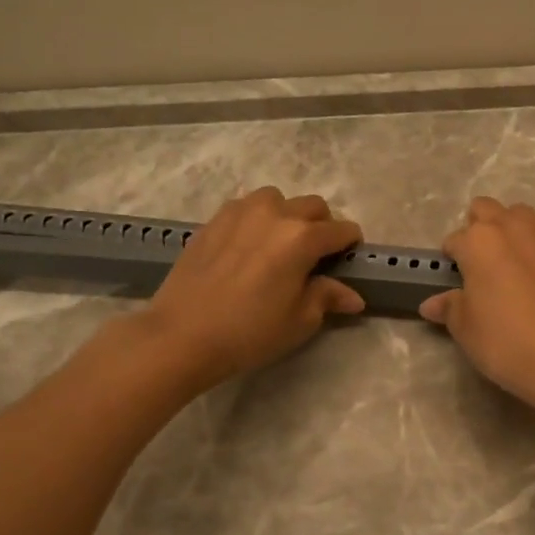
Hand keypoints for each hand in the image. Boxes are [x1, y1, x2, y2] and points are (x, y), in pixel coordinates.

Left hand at [127, 187, 364, 390]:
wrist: (181, 335)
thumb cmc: (249, 331)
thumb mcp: (299, 321)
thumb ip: (327, 298)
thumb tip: (353, 296)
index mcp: (302, 237)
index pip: (341, 230)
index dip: (351, 244)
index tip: (348, 259)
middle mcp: (274, 214)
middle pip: (313, 206)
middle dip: (322, 225)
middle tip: (316, 255)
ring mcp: (240, 212)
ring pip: (277, 199)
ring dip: (287, 215)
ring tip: (279, 244)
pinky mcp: (213, 220)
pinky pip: (245, 208)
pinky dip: (256, 219)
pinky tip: (248, 246)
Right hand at [418, 197, 534, 418]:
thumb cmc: (505, 342)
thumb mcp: (466, 329)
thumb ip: (450, 308)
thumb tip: (433, 303)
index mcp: (480, 241)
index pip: (455, 240)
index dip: (452, 259)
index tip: (455, 280)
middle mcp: (514, 228)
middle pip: (488, 210)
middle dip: (479, 228)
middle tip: (479, 264)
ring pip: (522, 217)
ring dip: (511, 231)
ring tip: (509, 266)